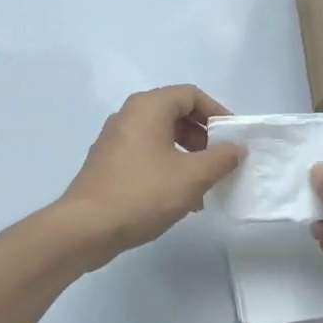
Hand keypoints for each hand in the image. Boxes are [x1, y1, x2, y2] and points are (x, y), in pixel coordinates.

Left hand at [57, 85, 242, 268]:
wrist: (86, 227)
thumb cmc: (143, 193)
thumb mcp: (192, 177)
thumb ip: (221, 159)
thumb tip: (236, 148)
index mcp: (148, 108)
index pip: (190, 95)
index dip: (217, 112)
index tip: (233, 137)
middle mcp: (129, 116)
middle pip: (175, 114)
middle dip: (203, 136)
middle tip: (220, 160)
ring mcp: (115, 140)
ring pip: (161, 137)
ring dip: (187, 155)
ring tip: (205, 183)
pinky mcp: (108, 163)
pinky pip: (146, 154)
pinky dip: (167, 166)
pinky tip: (180, 197)